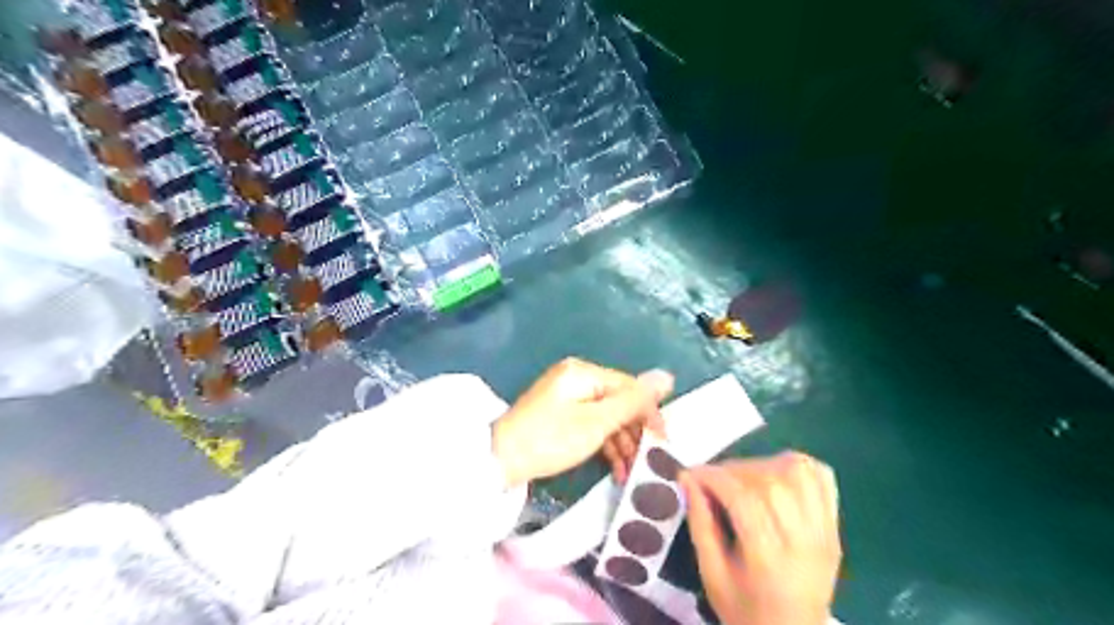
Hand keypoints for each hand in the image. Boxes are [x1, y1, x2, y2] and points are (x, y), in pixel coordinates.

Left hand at [493, 356, 669, 487]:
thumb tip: (667, 376)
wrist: (499, 461)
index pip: (629, 387)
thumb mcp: (596, 423)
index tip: (663, 443)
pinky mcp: (560, 415)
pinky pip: (591, 424)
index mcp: (584, 373)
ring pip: (606, 416)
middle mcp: (577, 378)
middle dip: (635, 432)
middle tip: (648, 461)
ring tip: (632, 472)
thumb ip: (633, 402)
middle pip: (619, 401)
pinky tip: (616, 468)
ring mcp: (567, 397)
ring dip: (622, 443)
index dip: (649, 413)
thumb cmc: (550, 439)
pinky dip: (604, 444)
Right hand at [679, 452, 845, 624]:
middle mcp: (804, 541)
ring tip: (744, 478)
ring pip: (799, 472)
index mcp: (769, 560)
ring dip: (764, 464)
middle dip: (734, 469)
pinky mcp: (835, 525)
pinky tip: (775, 476)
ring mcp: (825, 531)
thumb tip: (687, 478)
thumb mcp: (711, 574)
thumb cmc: (744, 608)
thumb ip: (700, 524)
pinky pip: (822, 477)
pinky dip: (796, 466)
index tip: (693, 474)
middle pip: (771, 482)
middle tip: (714, 478)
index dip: (715, 477)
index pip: (744, 499)